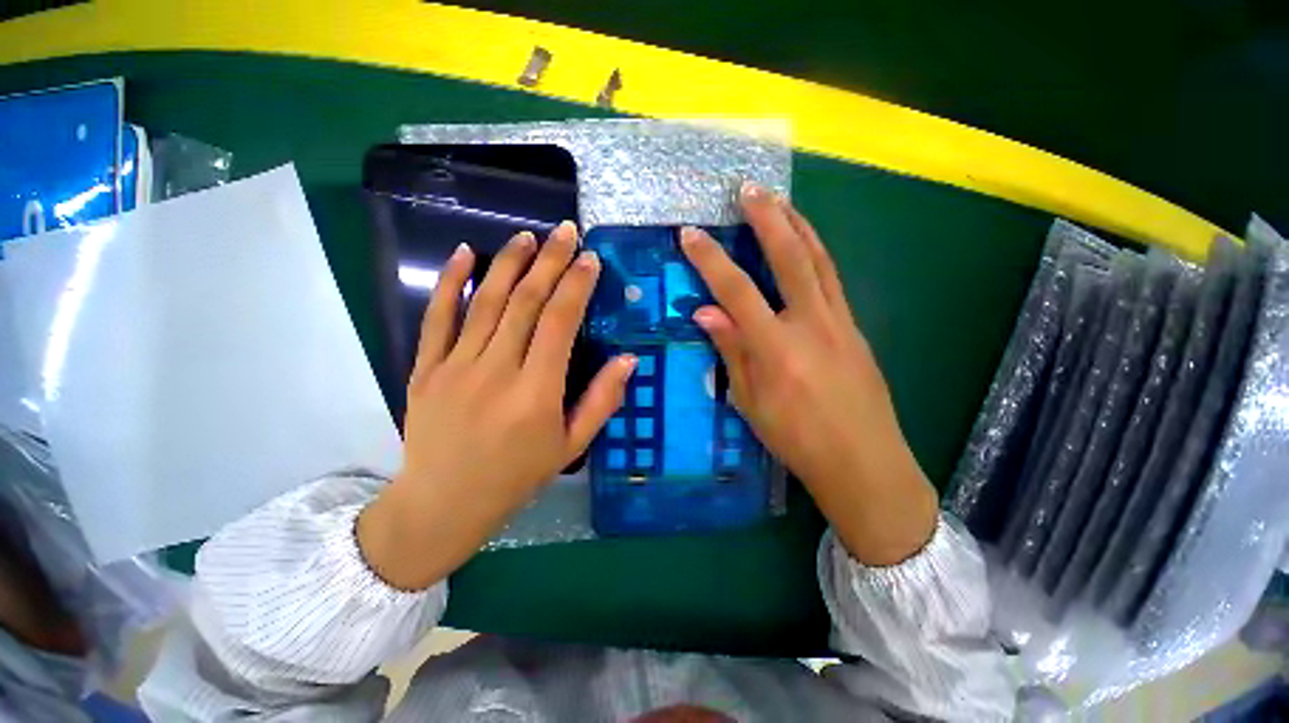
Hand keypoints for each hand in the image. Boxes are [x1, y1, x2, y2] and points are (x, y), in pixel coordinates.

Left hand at [358, 223, 635, 589]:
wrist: (444, 503)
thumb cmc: (516, 477)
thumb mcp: (570, 446)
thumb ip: (602, 401)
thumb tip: (629, 360)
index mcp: (536, 393)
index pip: (559, 323)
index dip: (576, 286)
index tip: (590, 260)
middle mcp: (496, 371)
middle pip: (525, 302)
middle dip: (550, 262)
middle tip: (566, 232)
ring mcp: (456, 366)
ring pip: (485, 302)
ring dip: (509, 263)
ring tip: (529, 237)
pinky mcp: (426, 368)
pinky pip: (437, 317)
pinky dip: (450, 281)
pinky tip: (464, 252)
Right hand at [681, 184, 937, 565]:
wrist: (864, 462)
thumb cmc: (797, 439)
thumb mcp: (750, 402)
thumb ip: (730, 350)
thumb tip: (704, 312)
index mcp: (777, 348)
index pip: (736, 291)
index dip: (710, 260)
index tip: (690, 235)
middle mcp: (811, 324)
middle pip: (790, 257)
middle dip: (767, 218)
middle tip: (749, 190)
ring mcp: (840, 322)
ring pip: (819, 260)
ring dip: (798, 225)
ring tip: (779, 201)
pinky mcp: (855, 327)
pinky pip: (832, 279)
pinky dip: (815, 253)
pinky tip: (804, 245)